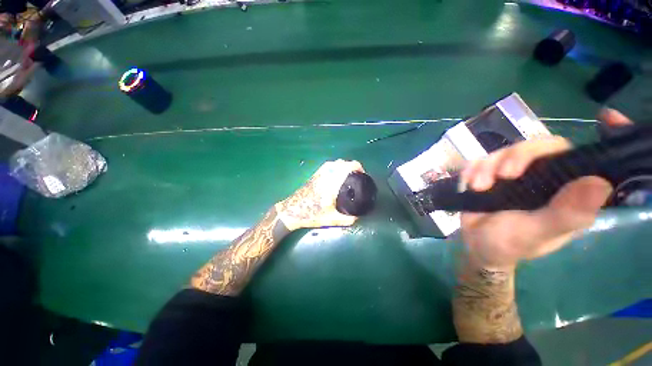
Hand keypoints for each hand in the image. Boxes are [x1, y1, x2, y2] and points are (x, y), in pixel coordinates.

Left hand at [275, 159, 364, 230]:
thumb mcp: (330, 219)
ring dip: (344, 165)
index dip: (356, 166)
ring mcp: (319, 174)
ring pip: (334, 163)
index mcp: (331, 185)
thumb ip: (346, 219)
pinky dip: (335, 165)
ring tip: (350, 173)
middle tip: (358, 174)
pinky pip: (327, 165)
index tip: (362, 172)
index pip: (345, 168)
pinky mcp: (314, 175)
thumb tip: (358, 218)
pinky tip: (337, 172)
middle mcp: (325, 176)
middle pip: (341, 163)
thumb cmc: (311, 215)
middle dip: (352, 165)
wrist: (292, 211)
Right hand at [458, 109, 631, 268]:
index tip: (608, 116)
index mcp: (567, 191)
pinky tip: (468, 183)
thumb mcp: (536, 233)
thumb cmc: (509, 243)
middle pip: (538, 147)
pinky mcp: (490, 173)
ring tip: (477, 187)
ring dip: (487, 166)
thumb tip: (600, 183)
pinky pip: (482, 159)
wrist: (476, 243)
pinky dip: (473, 168)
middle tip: (502, 175)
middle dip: (516, 156)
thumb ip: (565, 214)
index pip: (581, 158)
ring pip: (506, 151)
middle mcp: (545, 177)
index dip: (600, 137)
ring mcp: (515, 174)